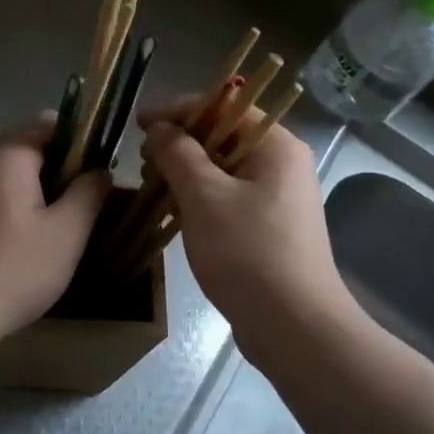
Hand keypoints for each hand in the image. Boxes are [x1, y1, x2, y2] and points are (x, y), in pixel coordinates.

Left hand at [0, 121, 110, 344]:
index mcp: (8, 154)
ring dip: (44, 191)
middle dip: (65, 169)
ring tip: (66, 227)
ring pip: (17, 175)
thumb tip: (101, 170)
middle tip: (90, 205)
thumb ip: (90, 193)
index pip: (53, 124)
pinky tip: (32, 242)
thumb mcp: (67, 232)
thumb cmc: (13, 269)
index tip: (104, 173)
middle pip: (34, 148)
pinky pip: (0, 195)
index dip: (84, 142)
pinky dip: (22, 207)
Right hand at [142, 105, 349, 342]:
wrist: (294, 327)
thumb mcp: (203, 197)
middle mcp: (283, 164)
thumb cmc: (248, 253)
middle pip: (225, 135)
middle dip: (180, 142)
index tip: (138, 123)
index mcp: (276, 146)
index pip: (224, 106)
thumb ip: (178, 153)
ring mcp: (280, 197)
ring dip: (187, 171)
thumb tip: (160, 129)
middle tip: (143, 158)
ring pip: (225, 168)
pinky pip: (230, 196)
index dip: (178, 110)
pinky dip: (201, 196)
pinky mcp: (271, 226)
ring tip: (152, 185)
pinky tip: (175, 210)